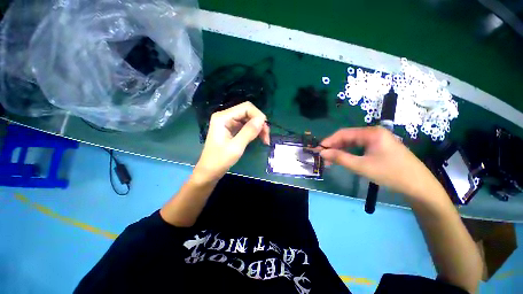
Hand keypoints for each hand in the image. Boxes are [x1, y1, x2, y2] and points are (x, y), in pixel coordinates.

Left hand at [193, 102, 269, 183]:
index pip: (246, 107)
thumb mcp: (236, 147)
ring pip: (249, 119)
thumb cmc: (219, 161)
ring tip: (265, 140)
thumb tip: (262, 119)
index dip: (258, 116)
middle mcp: (226, 117)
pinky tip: (259, 139)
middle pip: (248, 112)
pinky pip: (246, 126)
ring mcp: (229, 123)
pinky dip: (254, 132)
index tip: (265, 130)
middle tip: (267, 137)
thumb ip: (248, 132)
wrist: (209, 172)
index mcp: (223, 117)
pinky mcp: (232, 129)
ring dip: (259, 128)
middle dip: (260, 123)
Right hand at [319, 127, 441, 198]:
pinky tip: (344, 159)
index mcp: (371, 133)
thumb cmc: (391, 173)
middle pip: (348, 137)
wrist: (419, 186)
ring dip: (341, 150)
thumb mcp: (361, 166)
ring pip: (353, 143)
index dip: (329, 141)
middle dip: (334, 147)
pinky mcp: (379, 147)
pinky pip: (360, 147)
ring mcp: (377, 140)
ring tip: (331, 160)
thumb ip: (340, 158)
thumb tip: (322, 153)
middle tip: (324, 157)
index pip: (343, 133)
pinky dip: (350, 153)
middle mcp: (373, 133)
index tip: (319, 149)